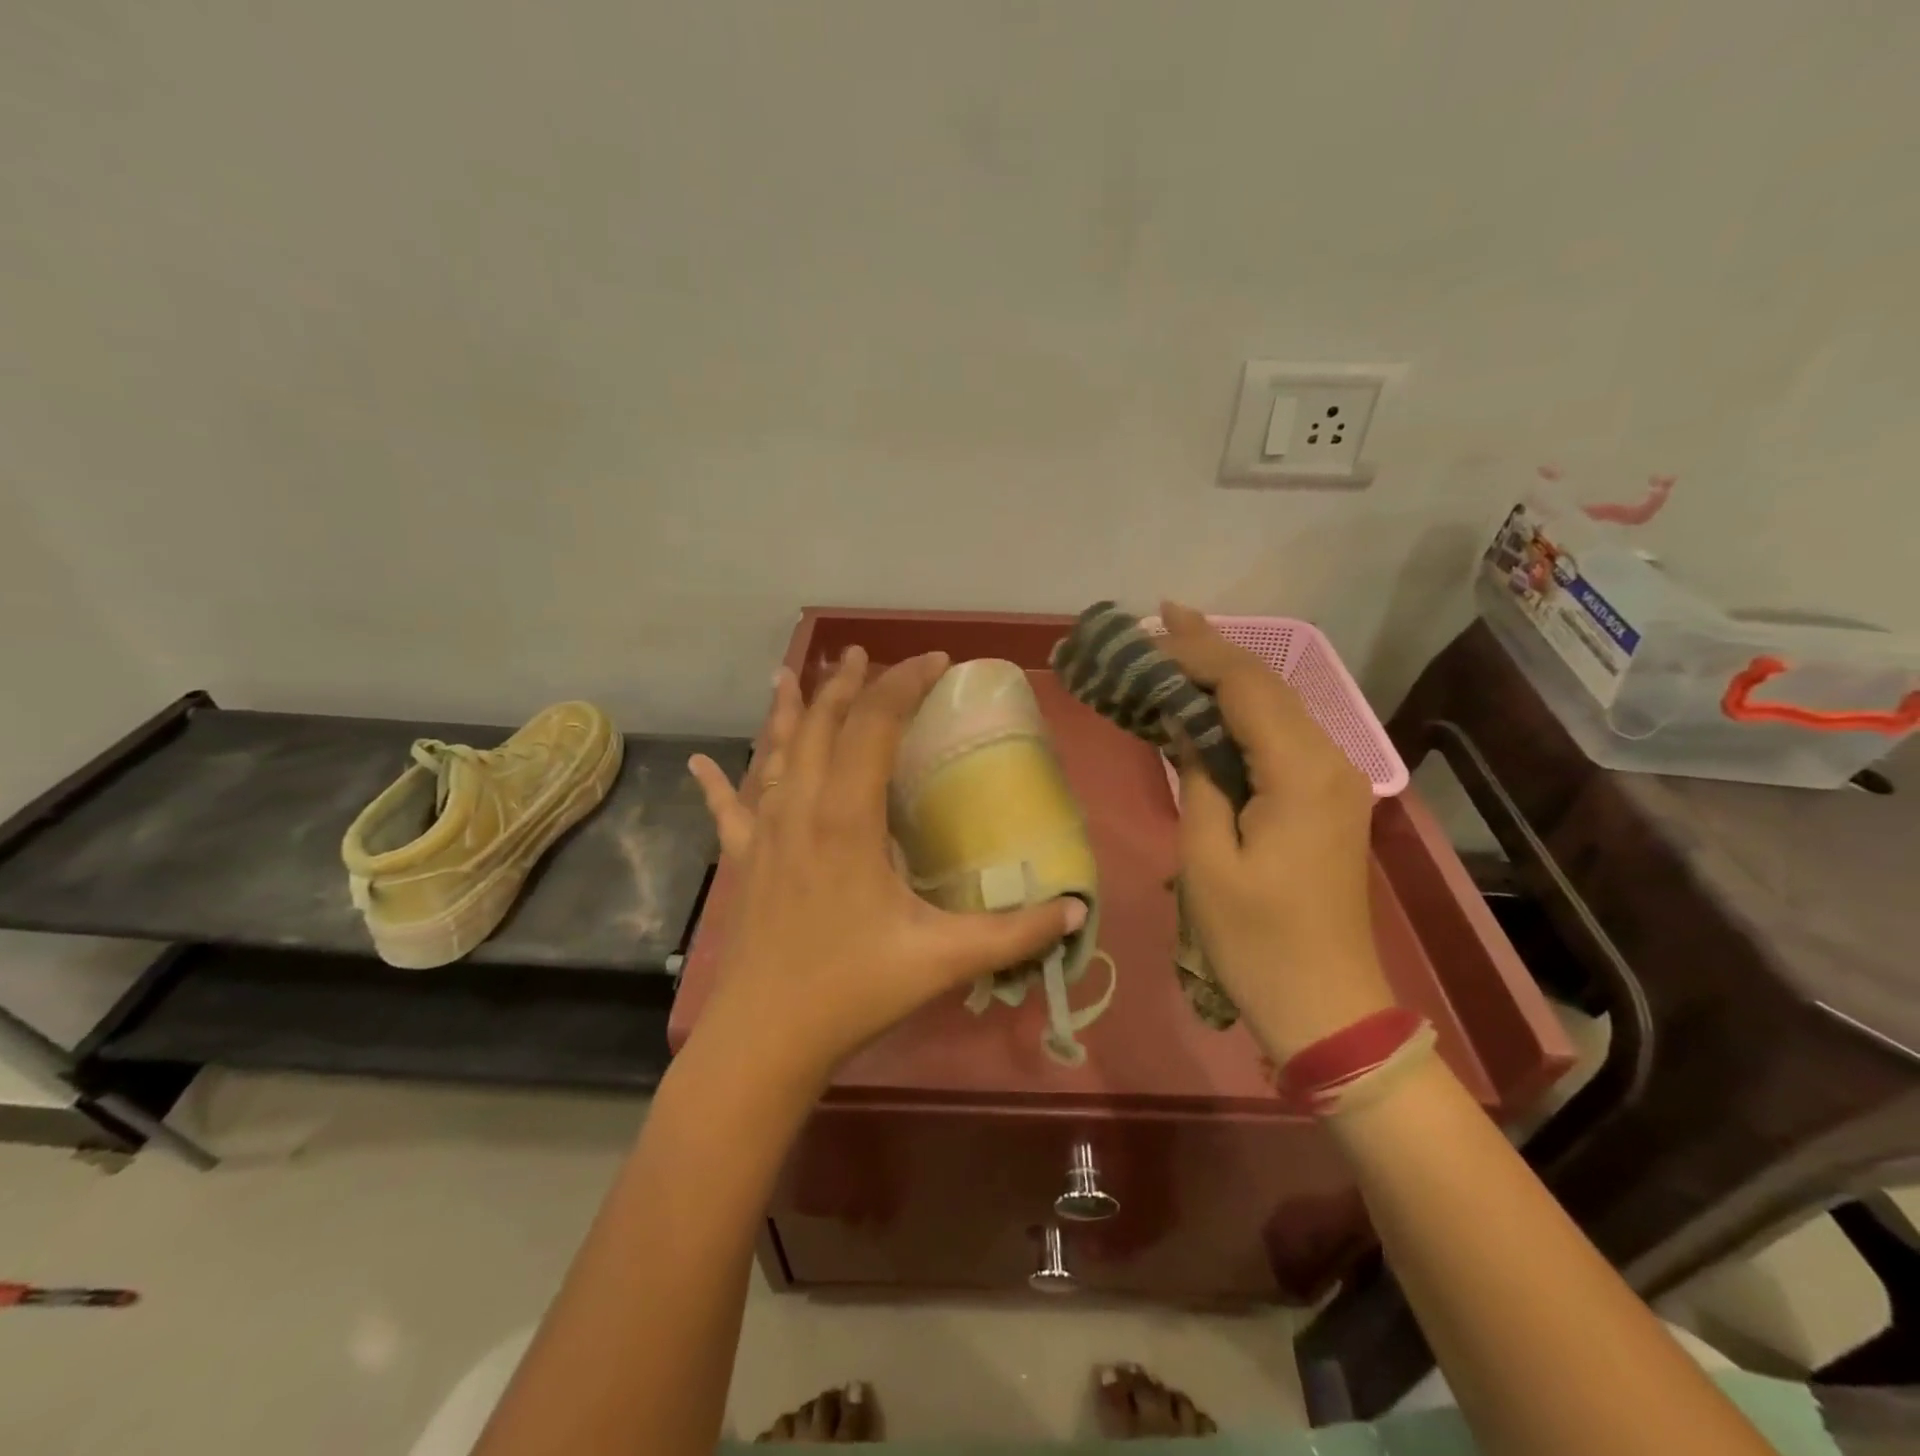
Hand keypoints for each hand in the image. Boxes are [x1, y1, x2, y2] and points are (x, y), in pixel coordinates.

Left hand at [687, 647, 1085, 1090]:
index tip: (935, 661)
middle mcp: (801, 809)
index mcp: (848, 818)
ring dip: (788, 711)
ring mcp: (765, 833)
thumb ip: (1015, 932)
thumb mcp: (943, 959)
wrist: (765, 1040)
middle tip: (861, 652)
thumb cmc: (853, 990)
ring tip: (789, 673)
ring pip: (775, 753)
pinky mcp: (744, 862)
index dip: (904, 684)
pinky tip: (700, 761)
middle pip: (822, 725)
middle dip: (844, 683)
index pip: (875, 724)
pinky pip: (729, 809)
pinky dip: (718, 781)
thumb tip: (1078, 911)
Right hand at [1160, 602, 1394, 1058]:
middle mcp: (1330, 760)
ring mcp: (1336, 779)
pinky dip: (1244, 710)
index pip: (1245, 686)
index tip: (1148, 634)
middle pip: (1268, 685)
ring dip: (1228, 674)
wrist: (1328, 1004)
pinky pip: (1283, 736)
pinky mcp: (1329, 798)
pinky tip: (1213, 699)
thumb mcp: (1207, 858)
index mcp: (1300, 771)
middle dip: (1213, 648)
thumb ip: (1198, 777)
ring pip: (1278, 706)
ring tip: (1180, 643)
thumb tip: (1186, 727)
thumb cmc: (1256, 939)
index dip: (1195, 653)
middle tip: (1161, 617)